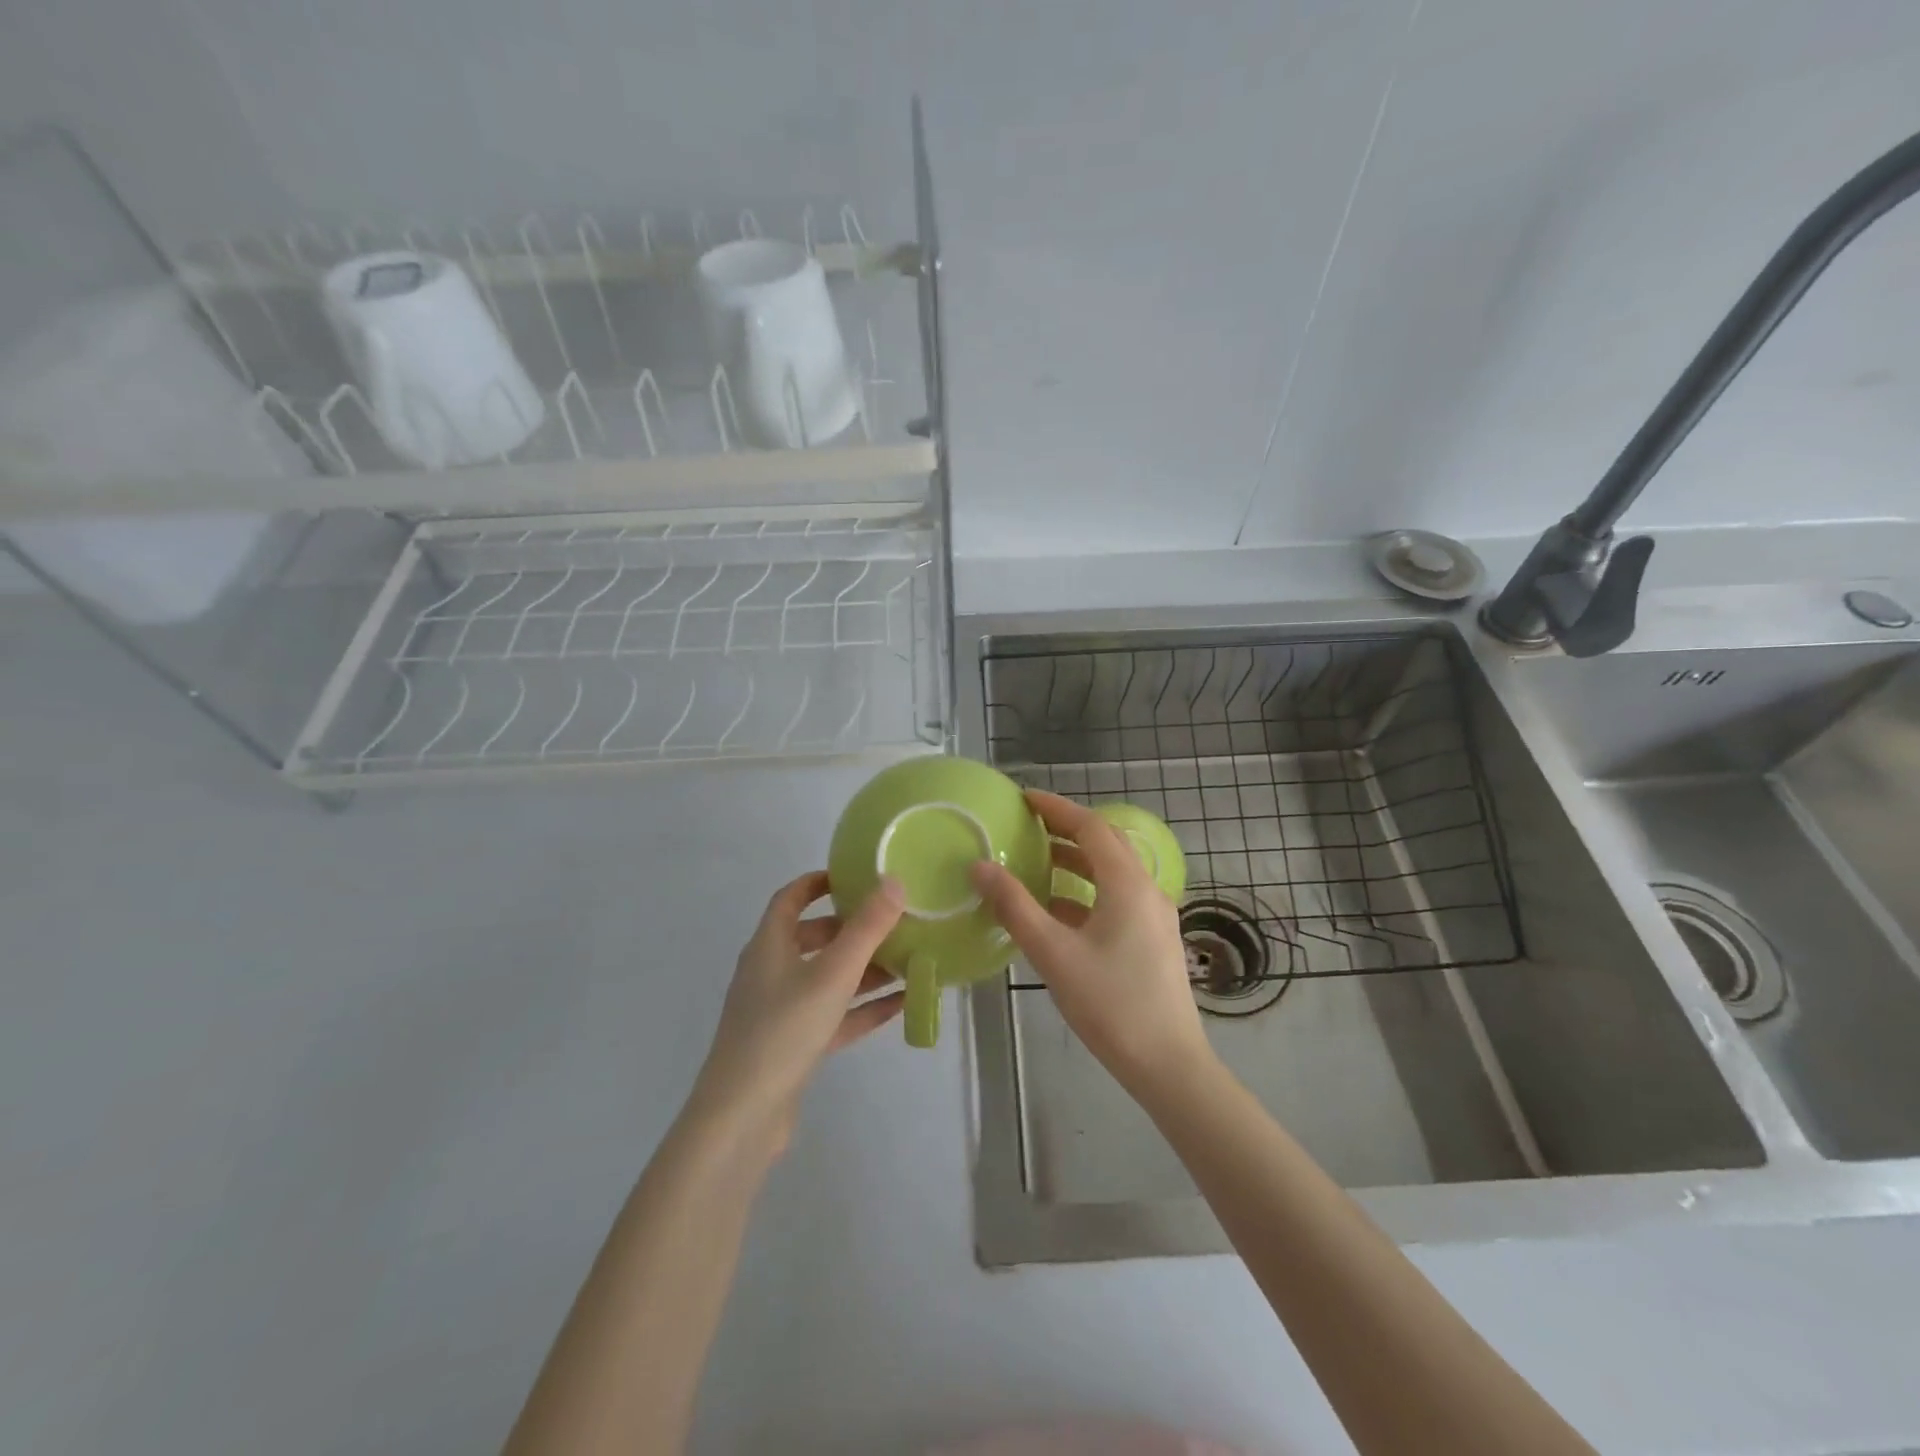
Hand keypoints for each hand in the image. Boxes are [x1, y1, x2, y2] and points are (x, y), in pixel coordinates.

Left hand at [691, 871, 904, 1150]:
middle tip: (891, 920)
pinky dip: (863, 1007)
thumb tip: (893, 881)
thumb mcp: (832, 973)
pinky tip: (900, 1005)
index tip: (853, 875)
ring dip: (864, 969)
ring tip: (907, 959)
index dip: (818, 882)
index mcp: (769, 945)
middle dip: (851, 927)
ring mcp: (780, 1011)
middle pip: (812, 938)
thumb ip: (866, 928)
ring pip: (827, 978)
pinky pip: (834, 1015)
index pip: (790, 899)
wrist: (743, 1116)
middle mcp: (771, 972)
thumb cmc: (783, 1029)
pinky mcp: (794, 1045)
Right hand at [970, 790, 1214, 1097]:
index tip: (1024, 799)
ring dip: (1076, 862)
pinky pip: (1116, 898)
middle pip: (1105, 845)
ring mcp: (1154, 916)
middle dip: (1066, 830)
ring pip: (1111, 873)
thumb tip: (979, 866)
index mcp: (1127, 884)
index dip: (1056, 808)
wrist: (1168, 1064)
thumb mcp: (1053, 953)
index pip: (1090, 827)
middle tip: (1027, 826)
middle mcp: (1146, 890)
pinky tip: (1056, 910)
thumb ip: (1015, 906)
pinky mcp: (1152, 940)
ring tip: (1036, 861)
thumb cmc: (1110, 1004)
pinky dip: (1085, 892)